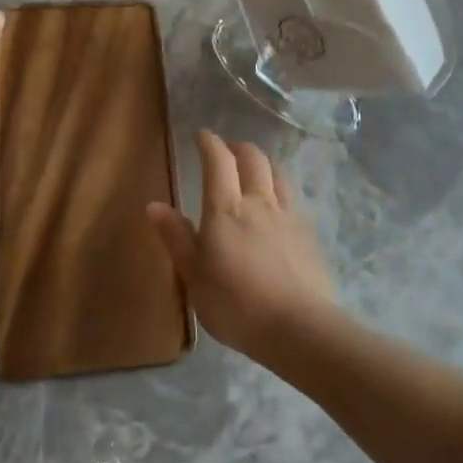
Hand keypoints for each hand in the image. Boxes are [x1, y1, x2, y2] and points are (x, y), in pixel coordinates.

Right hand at [146, 130, 337, 361]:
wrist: (298, 327)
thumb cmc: (235, 304)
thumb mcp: (194, 276)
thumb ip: (176, 237)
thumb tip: (154, 204)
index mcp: (226, 210)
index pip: (218, 162)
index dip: (210, 144)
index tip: (203, 135)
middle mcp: (259, 202)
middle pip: (253, 159)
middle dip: (238, 148)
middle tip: (227, 151)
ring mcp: (288, 216)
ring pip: (277, 174)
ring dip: (263, 164)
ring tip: (255, 170)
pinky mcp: (308, 234)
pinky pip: (293, 198)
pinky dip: (280, 188)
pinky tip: (278, 205)